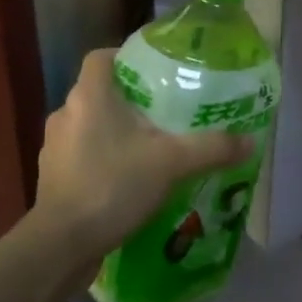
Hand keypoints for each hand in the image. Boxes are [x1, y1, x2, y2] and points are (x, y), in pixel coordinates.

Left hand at [35, 50, 251, 263]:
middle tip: (165, 112)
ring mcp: (54, 147)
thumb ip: (211, 148)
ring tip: (151, 148)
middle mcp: (66, 113)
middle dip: (131, 100)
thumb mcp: (172, 163)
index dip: (126, 57)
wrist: (62, 244)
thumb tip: (249, 140)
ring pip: (90, 125)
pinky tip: (129, 180)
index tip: (155, 71)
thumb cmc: (112, 186)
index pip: (102, 57)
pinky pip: (82, 155)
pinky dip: (104, 159)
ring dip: (116, 132)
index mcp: (89, 96)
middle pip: (100, 92)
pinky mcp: (52, 176)